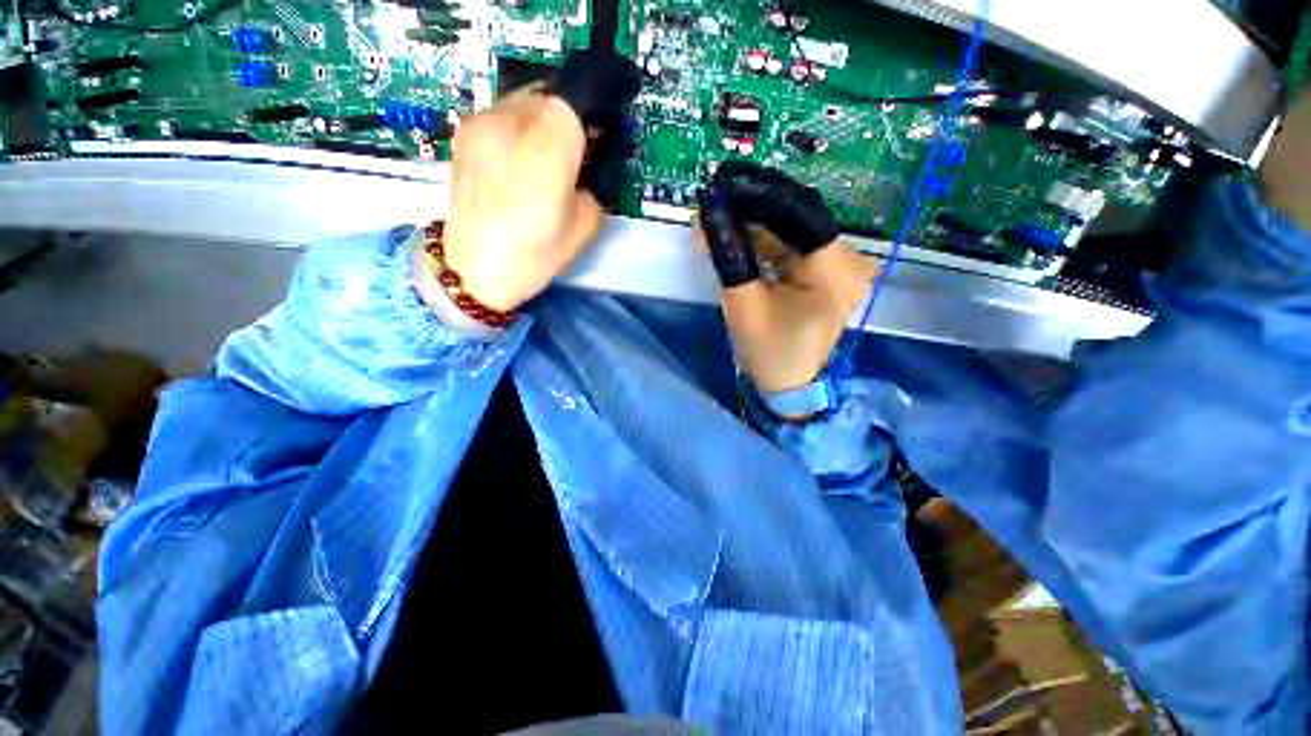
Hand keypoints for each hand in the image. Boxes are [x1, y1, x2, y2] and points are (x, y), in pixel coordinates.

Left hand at [442, 50, 639, 312]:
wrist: (473, 271)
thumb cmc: (535, 255)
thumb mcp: (585, 225)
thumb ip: (594, 183)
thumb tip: (589, 163)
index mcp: (548, 146)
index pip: (578, 99)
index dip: (594, 115)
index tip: (602, 136)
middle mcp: (511, 120)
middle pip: (551, 94)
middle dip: (570, 115)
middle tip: (578, 149)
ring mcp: (481, 122)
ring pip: (524, 100)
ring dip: (543, 120)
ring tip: (547, 157)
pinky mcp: (464, 133)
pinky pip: (502, 115)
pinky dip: (520, 128)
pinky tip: (521, 160)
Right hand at [697, 162, 877, 395]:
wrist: (787, 385)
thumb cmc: (768, 352)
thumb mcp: (742, 303)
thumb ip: (727, 254)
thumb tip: (710, 211)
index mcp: (835, 270)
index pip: (798, 214)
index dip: (758, 196)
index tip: (723, 185)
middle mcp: (846, 260)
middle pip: (794, 219)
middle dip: (750, 211)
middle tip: (713, 203)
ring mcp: (835, 266)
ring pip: (788, 231)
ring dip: (751, 226)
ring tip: (715, 221)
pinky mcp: (822, 273)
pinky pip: (788, 246)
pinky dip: (760, 242)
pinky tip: (733, 237)